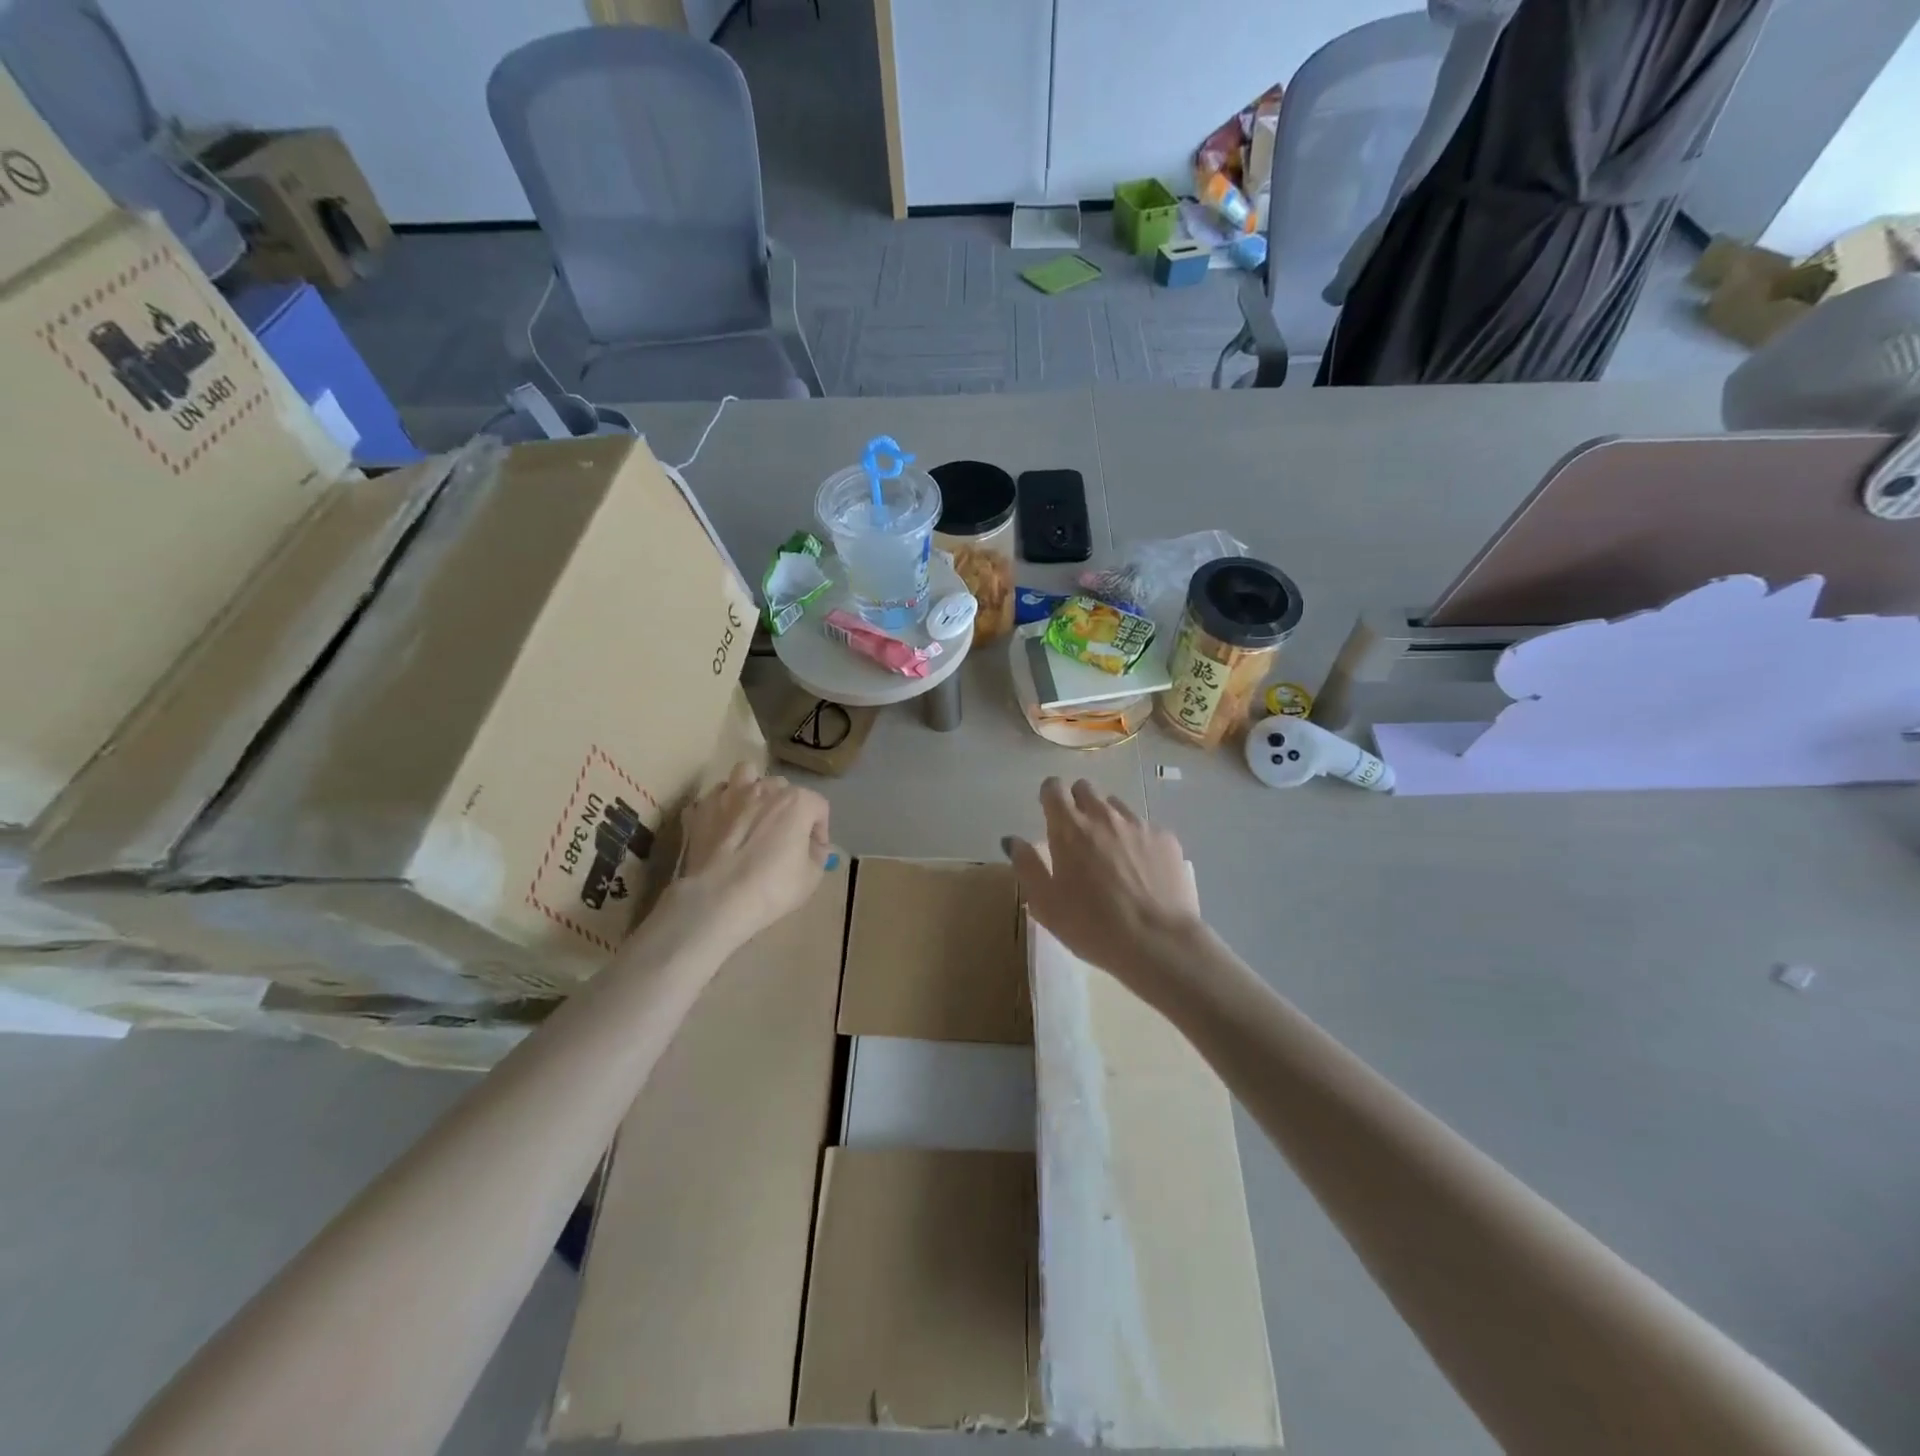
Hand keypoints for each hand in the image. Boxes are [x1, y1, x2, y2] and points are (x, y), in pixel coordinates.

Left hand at [676, 762, 831, 945]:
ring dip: (751, 789)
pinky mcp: (701, 811)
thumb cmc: (773, 887)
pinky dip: (720, 808)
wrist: (719, 899)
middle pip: (782, 787)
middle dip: (786, 806)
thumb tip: (813, 847)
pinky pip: (713, 799)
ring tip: (751, 812)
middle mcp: (763, 790)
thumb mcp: (812, 877)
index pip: (818, 805)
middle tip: (782, 833)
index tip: (815, 850)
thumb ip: (818, 855)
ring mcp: (728, 796)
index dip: (820, 829)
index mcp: (795, 802)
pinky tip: (722, 826)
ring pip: (744, 774)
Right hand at [1003, 778, 1202, 999]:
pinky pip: (1145, 827)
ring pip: (1117, 806)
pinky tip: (1141, 869)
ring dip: (1108, 820)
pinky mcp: (1167, 839)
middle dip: (1078, 803)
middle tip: (1077, 835)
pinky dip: (1137, 840)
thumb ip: (1026, 865)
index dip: (1049, 795)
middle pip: (1086, 789)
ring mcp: (1139, 825)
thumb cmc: (1092, 926)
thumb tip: (1013, 840)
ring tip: (1111, 854)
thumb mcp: (1045, 903)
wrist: (1158, 942)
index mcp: (1069, 828)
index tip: (1049, 812)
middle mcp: (1104, 816)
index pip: (1054, 788)